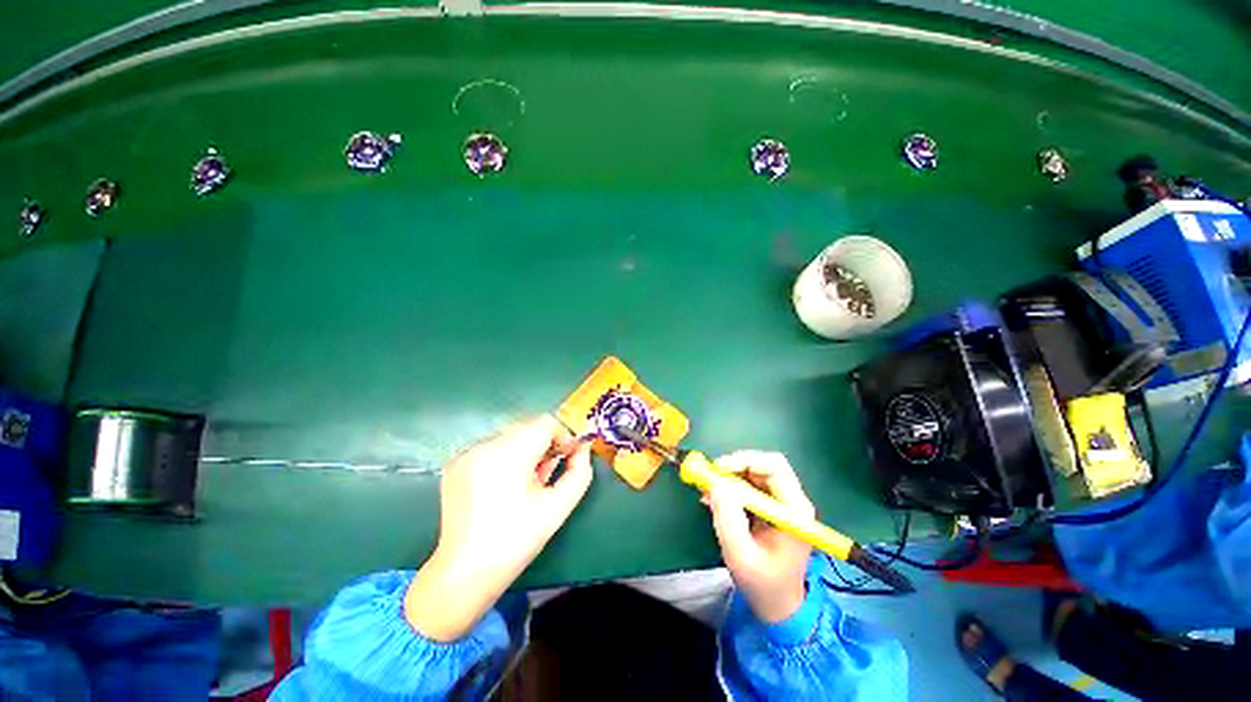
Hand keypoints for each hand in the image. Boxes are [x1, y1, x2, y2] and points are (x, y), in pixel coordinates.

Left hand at [405, 416, 592, 640]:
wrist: (464, 574)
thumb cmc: (516, 541)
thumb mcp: (558, 507)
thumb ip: (579, 472)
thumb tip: (583, 448)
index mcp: (507, 455)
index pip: (545, 423)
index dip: (562, 437)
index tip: (567, 458)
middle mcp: (483, 446)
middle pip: (528, 427)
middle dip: (544, 445)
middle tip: (547, 474)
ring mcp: (465, 454)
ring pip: (510, 436)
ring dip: (526, 451)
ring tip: (526, 482)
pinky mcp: (455, 464)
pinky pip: (492, 447)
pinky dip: (506, 457)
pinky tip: (505, 486)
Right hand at [704, 451, 813, 623]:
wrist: (776, 604)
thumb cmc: (763, 583)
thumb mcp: (740, 554)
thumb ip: (728, 517)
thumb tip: (716, 483)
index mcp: (795, 510)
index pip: (774, 467)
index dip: (745, 461)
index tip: (719, 469)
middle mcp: (792, 500)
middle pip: (764, 466)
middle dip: (734, 467)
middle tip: (710, 477)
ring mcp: (781, 503)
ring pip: (753, 473)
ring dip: (729, 477)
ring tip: (708, 491)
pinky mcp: (770, 507)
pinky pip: (748, 485)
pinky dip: (729, 487)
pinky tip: (714, 499)